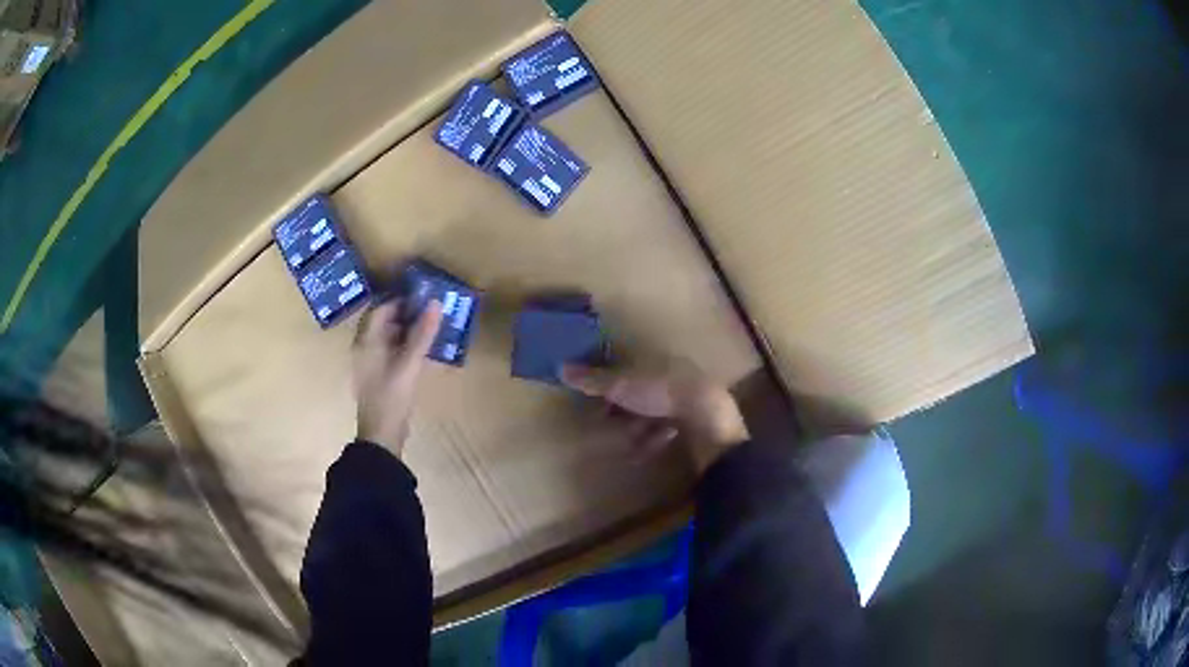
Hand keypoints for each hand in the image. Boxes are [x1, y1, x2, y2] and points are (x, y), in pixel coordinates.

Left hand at [354, 299, 443, 456]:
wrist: (381, 435)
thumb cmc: (391, 397)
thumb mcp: (409, 364)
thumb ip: (422, 334)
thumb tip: (435, 303)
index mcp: (366, 341)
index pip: (381, 309)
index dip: (401, 300)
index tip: (424, 296)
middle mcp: (365, 347)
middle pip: (384, 321)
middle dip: (407, 314)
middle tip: (432, 310)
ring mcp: (371, 362)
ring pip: (389, 336)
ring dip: (409, 330)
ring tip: (432, 326)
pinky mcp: (379, 375)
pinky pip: (392, 351)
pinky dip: (407, 346)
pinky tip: (424, 349)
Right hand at [561, 362, 748, 473]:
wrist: (707, 417)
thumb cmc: (660, 393)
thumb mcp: (621, 386)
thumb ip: (593, 380)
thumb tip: (561, 367)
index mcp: (655, 360)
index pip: (626, 367)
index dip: (608, 383)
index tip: (594, 399)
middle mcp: (671, 375)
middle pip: (639, 392)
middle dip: (622, 409)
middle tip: (607, 423)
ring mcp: (685, 399)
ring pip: (653, 412)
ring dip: (637, 427)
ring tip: (627, 442)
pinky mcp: (694, 421)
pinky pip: (667, 429)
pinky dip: (655, 439)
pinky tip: (646, 450)